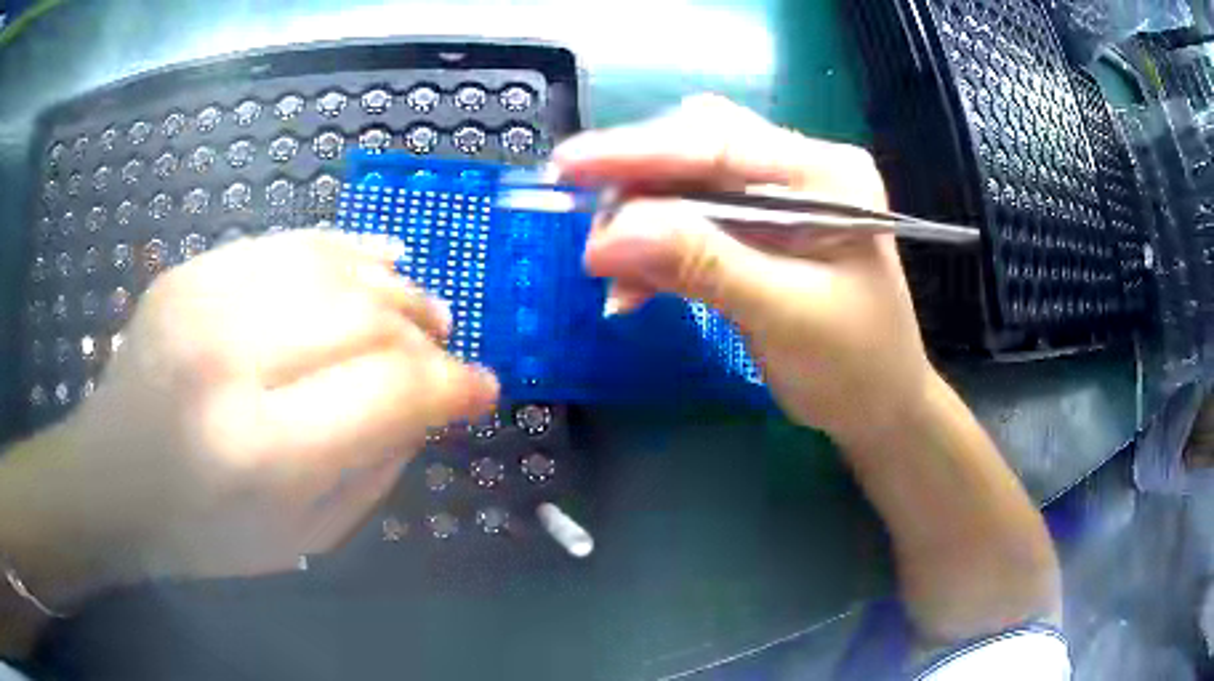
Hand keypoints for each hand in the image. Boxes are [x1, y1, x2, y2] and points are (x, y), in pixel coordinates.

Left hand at [3, 231, 497, 598]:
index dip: (450, 387)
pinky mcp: (189, 271)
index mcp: (258, 449)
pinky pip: (286, 243)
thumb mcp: (301, 539)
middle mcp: (228, 359)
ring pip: (331, 267)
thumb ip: (371, 470)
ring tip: (422, 310)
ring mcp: (202, 299)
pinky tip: (379, 261)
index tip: (482, 391)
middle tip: (448, 353)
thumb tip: (426, 406)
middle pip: (363, 318)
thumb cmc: (202, 533)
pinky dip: (345, 250)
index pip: (387, 393)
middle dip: (426, 336)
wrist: (109, 480)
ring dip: (394, 289)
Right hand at [555, 95, 931, 445]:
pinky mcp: (761, 228)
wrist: (880, 407)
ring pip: (687, 185)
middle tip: (591, 233)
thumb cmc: (854, 367)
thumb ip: (702, 265)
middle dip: (637, 186)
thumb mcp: (784, 316)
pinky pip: (692, 221)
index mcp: (827, 174)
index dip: (639, 152)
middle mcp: (802, 168)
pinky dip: (656, 250)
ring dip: (641, 222)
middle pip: (698, 150)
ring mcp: (780, 196)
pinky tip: (633, 287)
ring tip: (609, 269)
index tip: (568, 164)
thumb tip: (609, 233)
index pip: (721, 145)